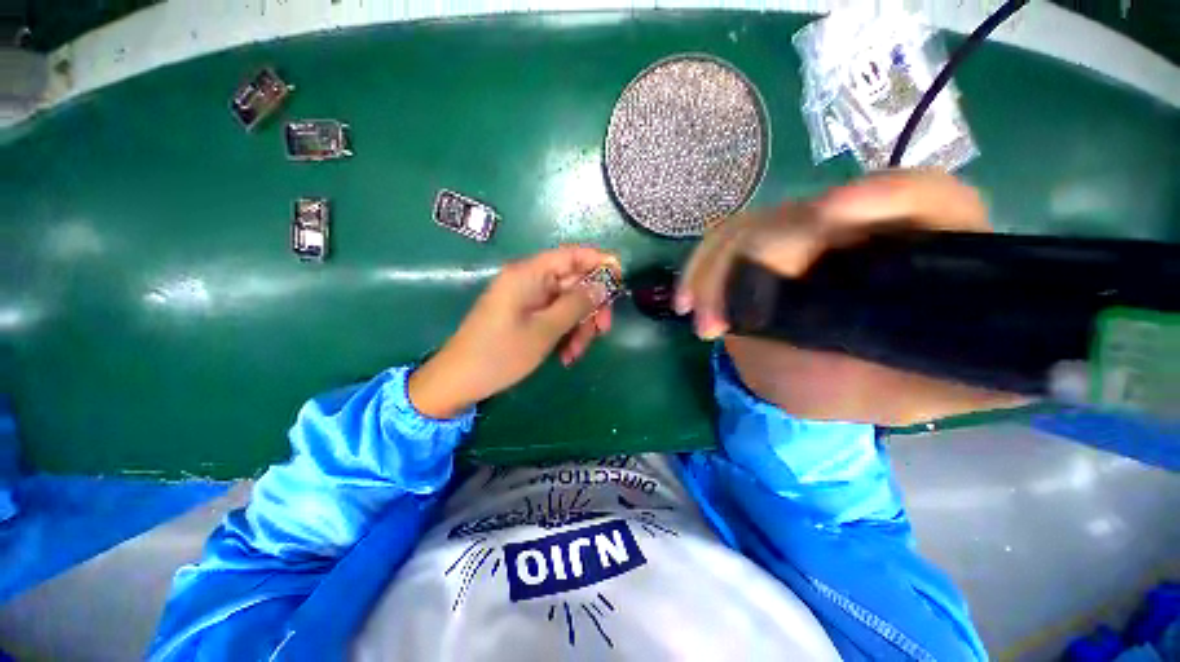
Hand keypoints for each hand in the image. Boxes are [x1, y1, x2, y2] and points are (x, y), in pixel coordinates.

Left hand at [408, 246, 619, 418]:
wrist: (459, 381)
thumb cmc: (500, 354)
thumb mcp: (544, 330)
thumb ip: (577, 304)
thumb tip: (604, 283)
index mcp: (529, 274)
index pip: (572, 254)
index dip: (600, 262)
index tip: (621, 281)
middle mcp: (530, 280)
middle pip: (574, 282)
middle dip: (591, 308)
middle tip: (603, 331)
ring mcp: (528, 298)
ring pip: (568, 303)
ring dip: (579, 327)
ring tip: (575, 354)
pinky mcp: (527, 314)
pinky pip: (556, 317)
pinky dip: (566, 333)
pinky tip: (566, 356)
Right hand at [675, 170, 1030, 424]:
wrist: (804, 380)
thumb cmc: (867, 387)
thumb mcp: (926, 392)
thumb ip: (977, 378)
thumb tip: (1043, 369)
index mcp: (912, 250)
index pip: (920, 197)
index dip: (882, 195)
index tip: (834, 216)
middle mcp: (850, 230)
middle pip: (806, 213)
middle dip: (762, 255)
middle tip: (734, 313)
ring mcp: (793, 239)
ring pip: (746, 230)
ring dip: (714, 274)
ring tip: (700, 321)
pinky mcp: (752, 254)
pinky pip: (716, 249)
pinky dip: (696, 274)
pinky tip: (685, 304)